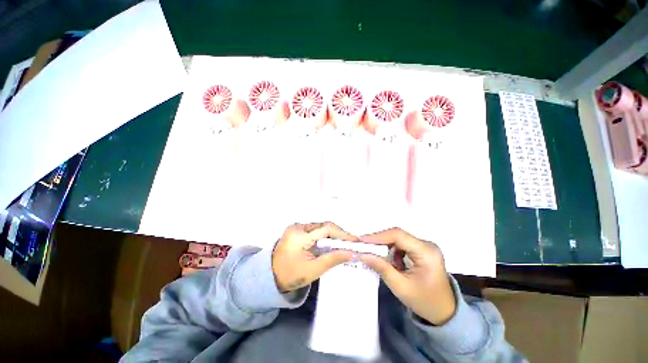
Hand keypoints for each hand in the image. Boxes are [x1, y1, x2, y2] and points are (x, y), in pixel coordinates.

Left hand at [272, 222, 355, 292]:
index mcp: (300, 235)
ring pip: (320, 227)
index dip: (342, 233)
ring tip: (343, 244)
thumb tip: (352, 253)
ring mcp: (297, 227)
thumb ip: (333, 259)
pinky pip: (315, 230)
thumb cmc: (291, 275)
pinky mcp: (297, 229)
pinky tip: (331, 243)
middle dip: (338, 234)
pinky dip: (325, 236)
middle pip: (324, 226)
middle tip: (351, 243)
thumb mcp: (314, 270)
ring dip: (332, 235)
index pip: (326, 229)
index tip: (354, 241)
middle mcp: (298, 226)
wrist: (270, 276)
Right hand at [360, 228, 455, 325]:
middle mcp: (427, 245)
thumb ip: (381, 268)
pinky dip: (391, 250)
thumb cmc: (425, 302)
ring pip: (398, 238)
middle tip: (363, 245)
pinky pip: (402, 244)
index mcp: (426, 253)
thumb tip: (362, 254)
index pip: (399, 236)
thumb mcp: (400, 287)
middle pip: (398, 235)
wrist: (444, 312)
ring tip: (373, 253)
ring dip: (385, 245)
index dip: (378, 236)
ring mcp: (425, 246)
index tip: (362, 240)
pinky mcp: (421, 249)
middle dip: (379, 240)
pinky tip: (389, 260)